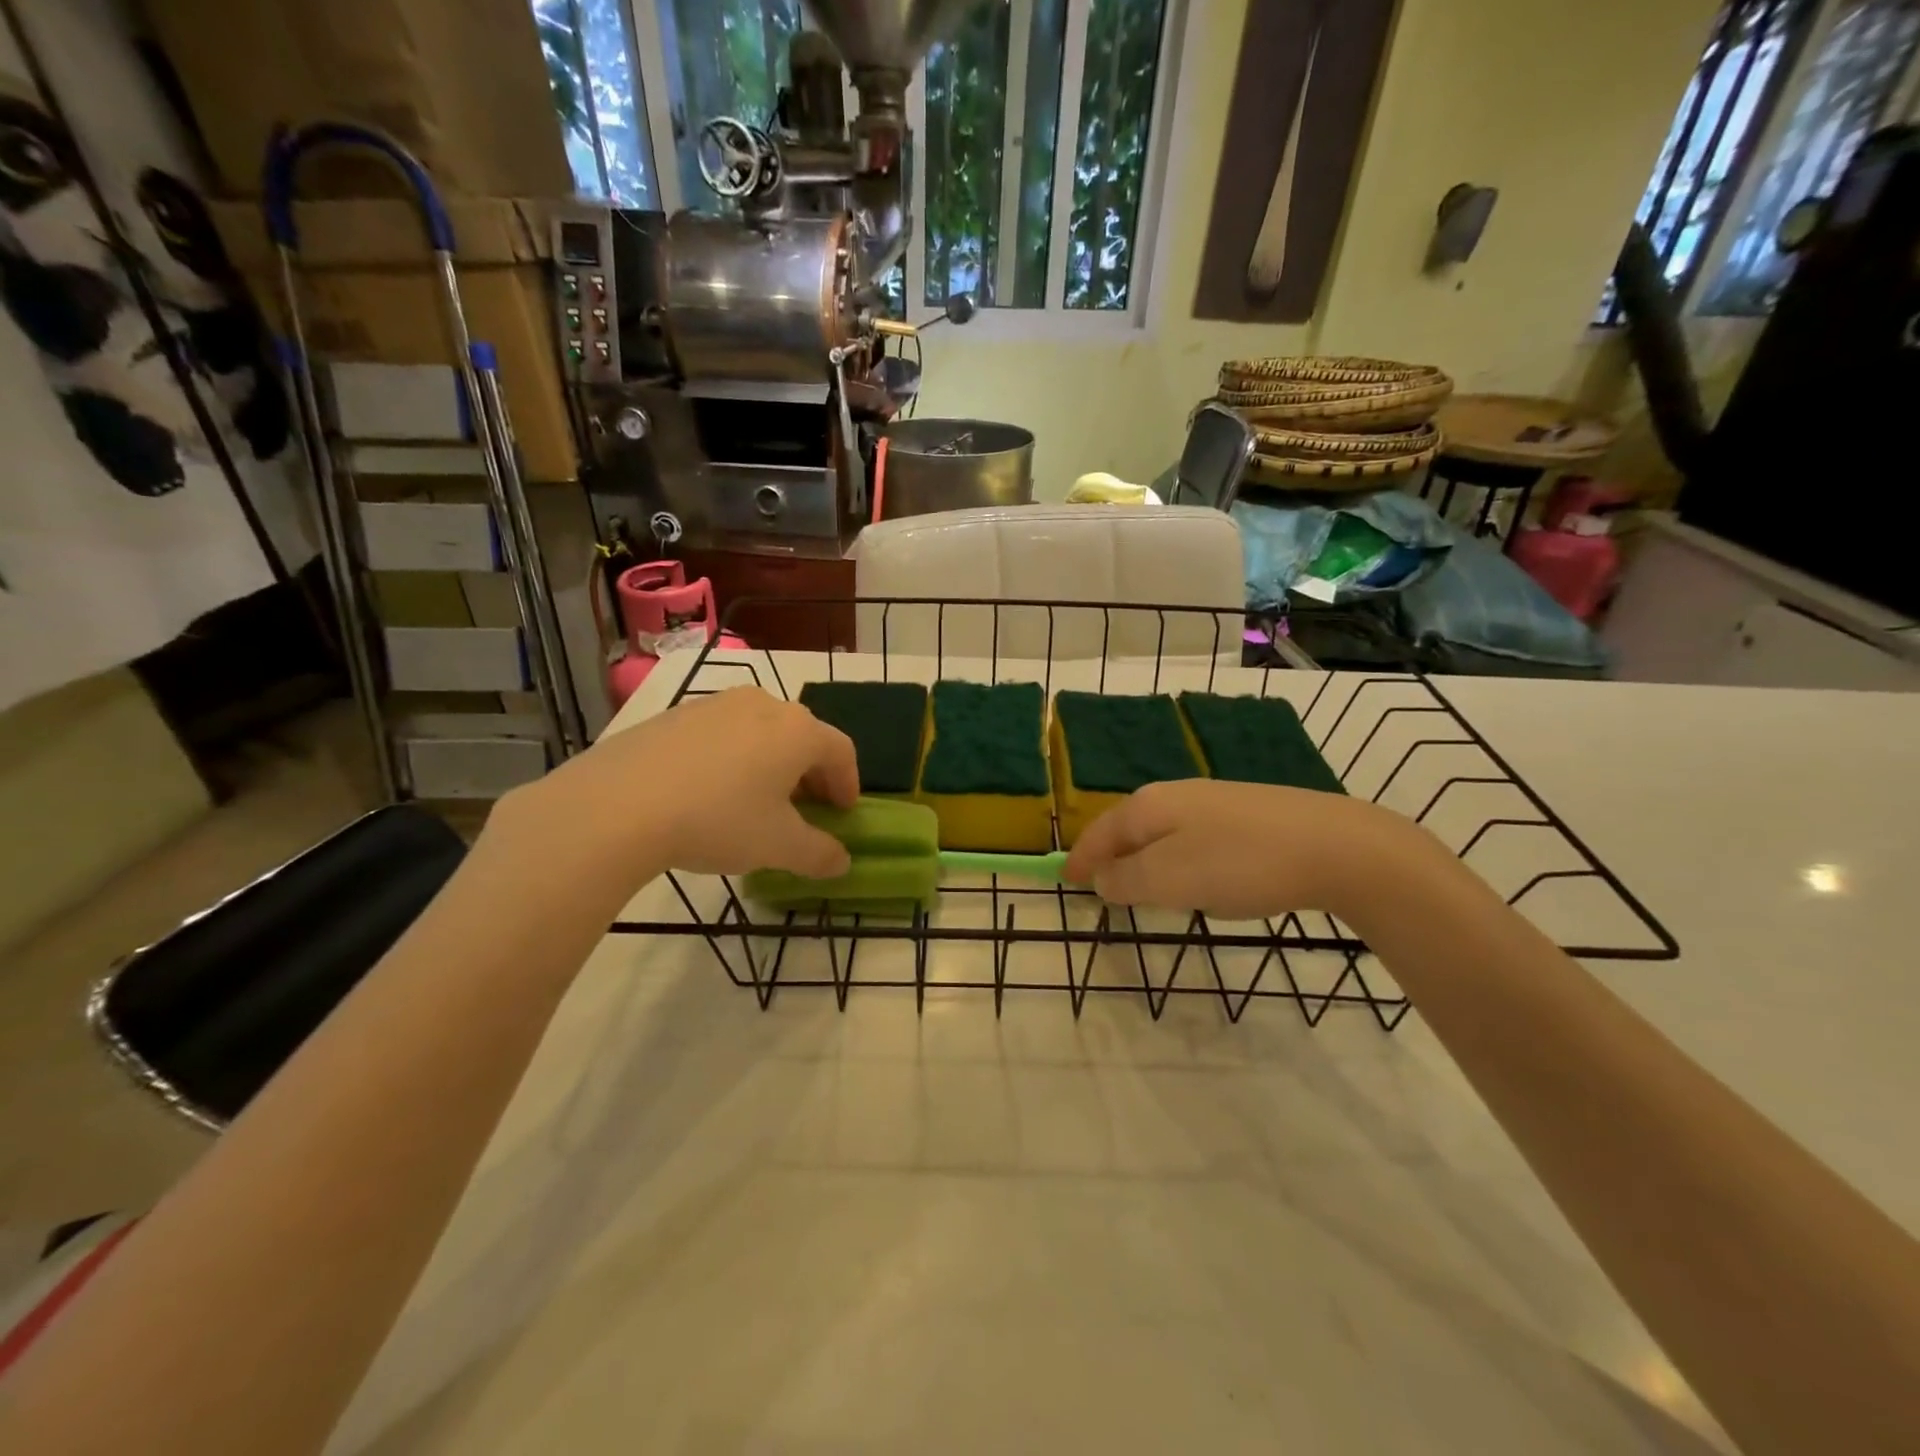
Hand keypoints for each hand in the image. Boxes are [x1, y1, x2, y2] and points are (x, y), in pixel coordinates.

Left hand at [493, 687, 857, 888]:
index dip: (848, 783)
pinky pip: (721, 734)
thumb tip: (841, 862)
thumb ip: (819, 854)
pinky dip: (731, 758)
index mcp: (798, 731)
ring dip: (771, 764)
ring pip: (760, 732)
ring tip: (756, 801)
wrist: (618, 805)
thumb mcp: (778, 847)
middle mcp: (763, 705)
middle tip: (805, 809)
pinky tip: (710, 792)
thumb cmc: (718, 820)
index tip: (843, 813)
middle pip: (802, 736)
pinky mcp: (675, 715)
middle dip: (810, 774)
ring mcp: (715, 705)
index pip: (841, 751)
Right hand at [1064, 779, 1412, 920]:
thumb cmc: (1238, 864)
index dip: (1082, 859)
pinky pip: (1196, 838)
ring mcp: (1215, 801)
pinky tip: (1202, 878)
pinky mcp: (1249, 814)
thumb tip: (1101, 878)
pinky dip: (1182, 859)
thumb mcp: (1169, 879)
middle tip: (1102, 886)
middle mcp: (1176, 795)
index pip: (1100, 832)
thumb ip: (1125, 881)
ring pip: (1164, 832)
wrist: (1334, 846)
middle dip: (1113, 856)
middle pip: (1130, 827)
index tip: (1067, 881)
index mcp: (1149, 806)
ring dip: (1147, 859)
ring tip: (1146, 888)